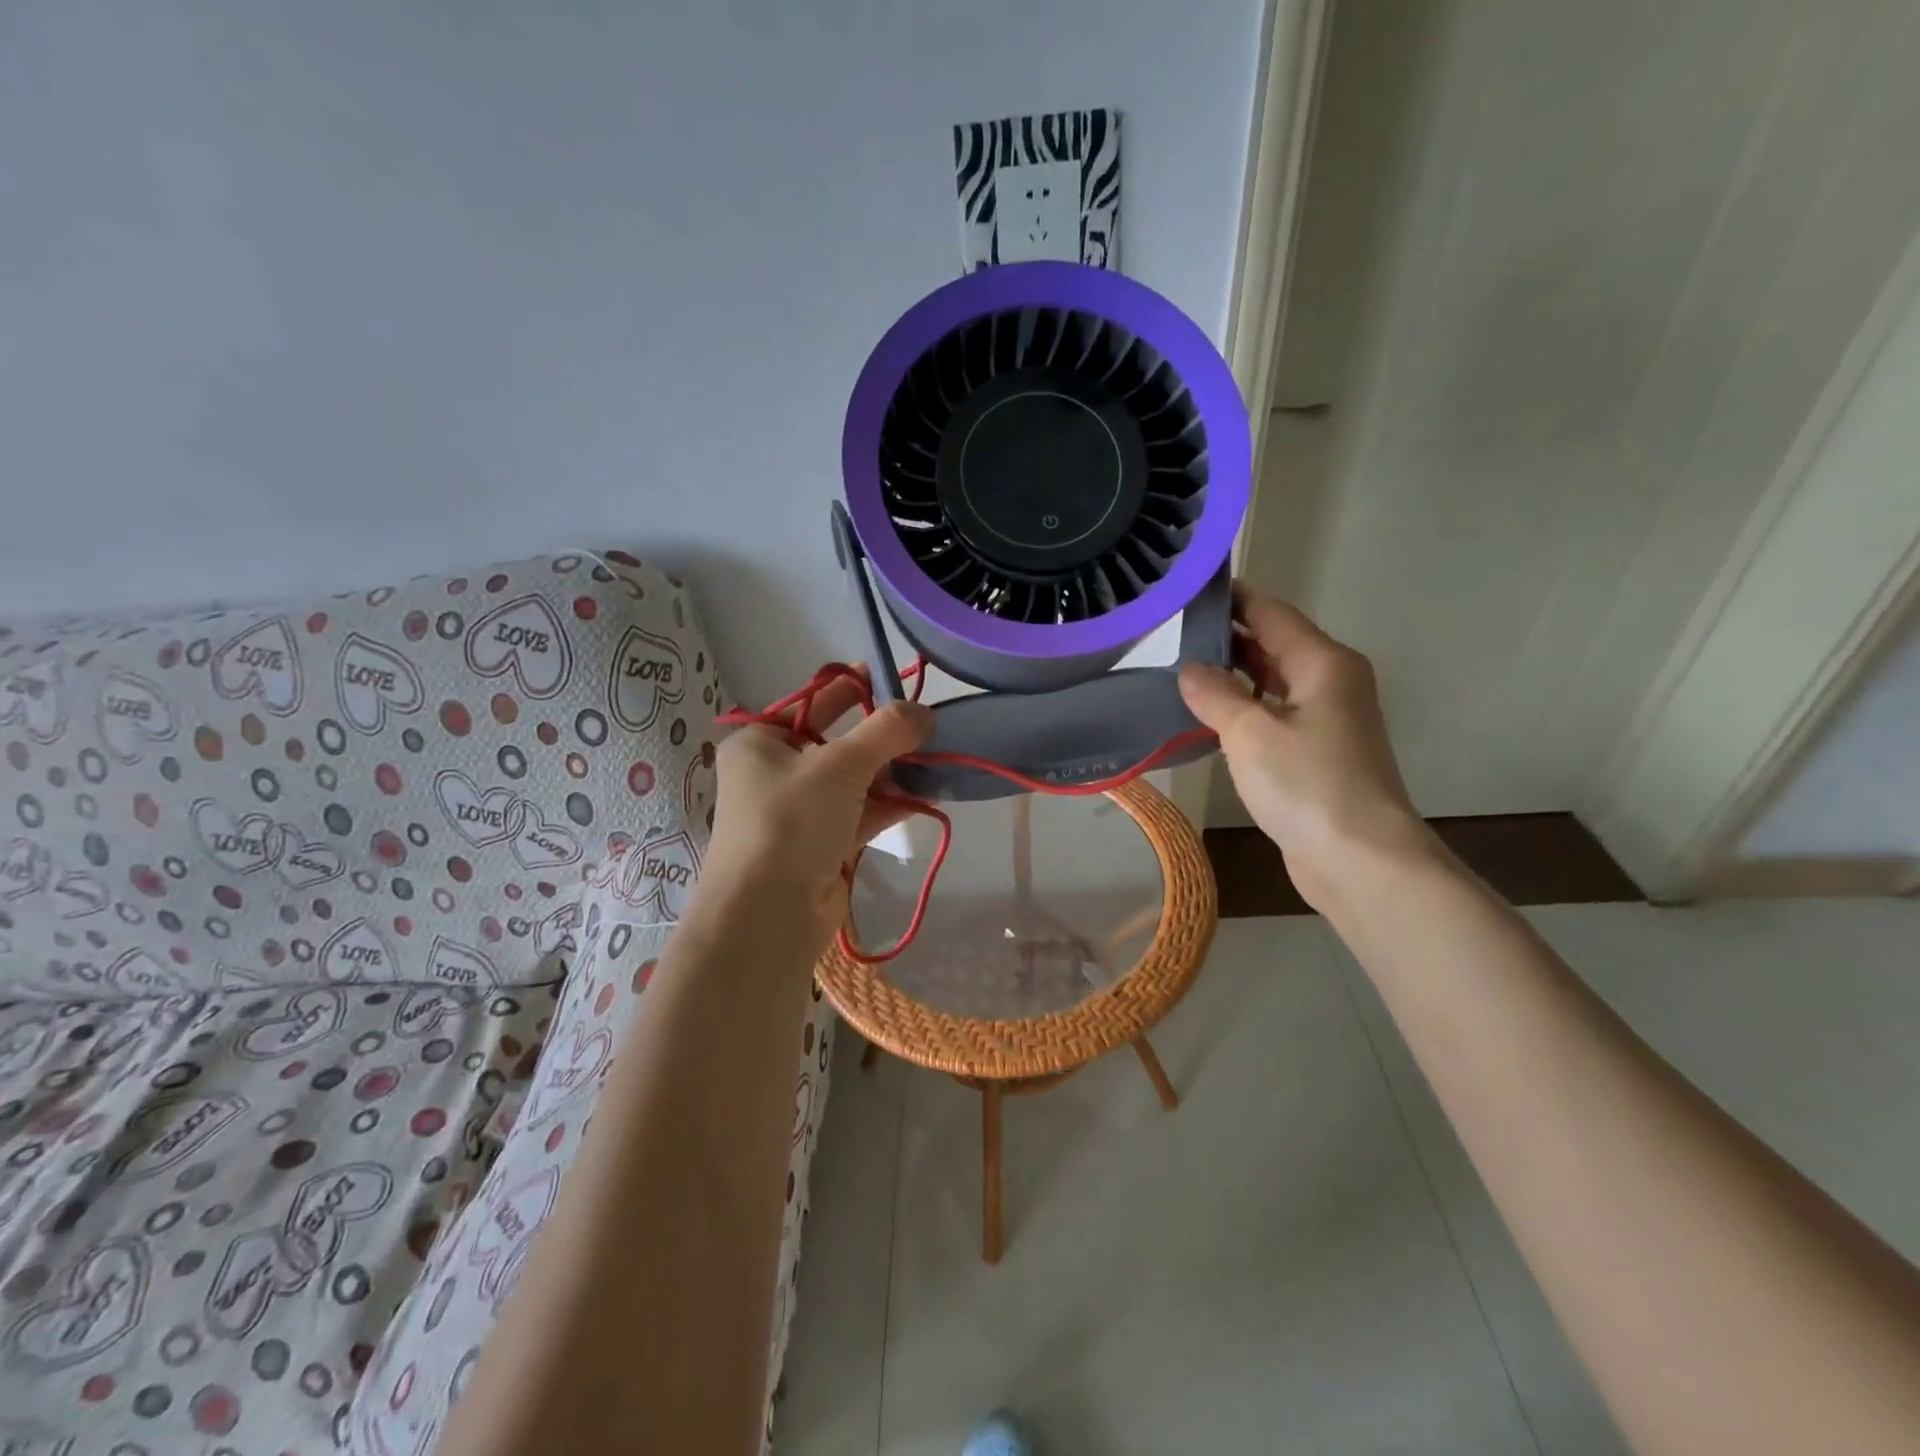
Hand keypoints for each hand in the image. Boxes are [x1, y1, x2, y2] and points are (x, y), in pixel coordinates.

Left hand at [703, 671, 933, 938]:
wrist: (768, 916)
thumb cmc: (790, 821)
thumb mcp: (839, 766)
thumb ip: (885, 732)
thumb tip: (925, 711)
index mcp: (760, 743)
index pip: (812, 704)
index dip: (852, 689)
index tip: (892, 678)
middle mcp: (776, 774)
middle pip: (838, 743)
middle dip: (881, 737)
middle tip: (926, 723)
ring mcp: (800, 813)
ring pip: (854, 781)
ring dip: (892, 772)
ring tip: (936, 759)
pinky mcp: (822, 846)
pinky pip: (861, 814)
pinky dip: (890, 804)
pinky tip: (925, 796)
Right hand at [1179, 583, 1433, 909]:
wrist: (1360, 860)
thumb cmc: (1308, 784)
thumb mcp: (1250, 732)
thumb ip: (1216, 694)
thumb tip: (1191, 669)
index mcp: (1323, 663)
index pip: (1271, 613)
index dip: (1233, 598)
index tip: (1190, 587)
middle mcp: (1331, 682)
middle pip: (1274, 644)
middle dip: (1228, 636)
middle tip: (1172, 631)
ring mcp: (1327, 720)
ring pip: (1274, 682)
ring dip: (1234, 675)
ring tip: (1181, 669)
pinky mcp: (1318, 753)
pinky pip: (1275, 714)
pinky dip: (1244, 708)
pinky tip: (1210, 717)